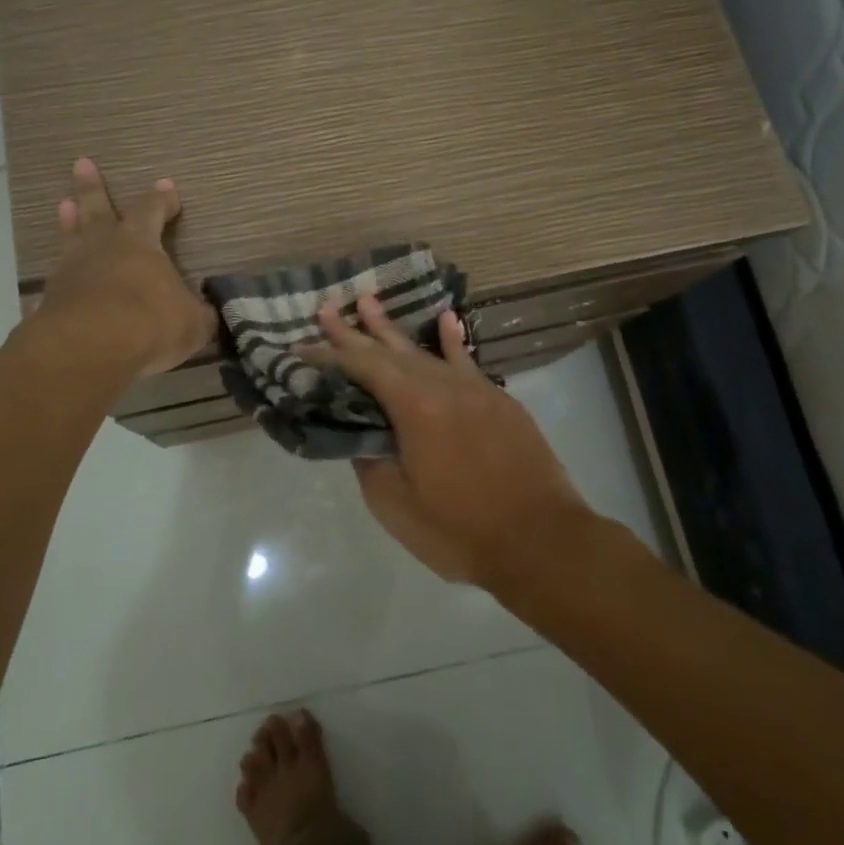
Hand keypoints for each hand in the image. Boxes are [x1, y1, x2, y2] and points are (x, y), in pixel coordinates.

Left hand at [31, 158, 215, 377]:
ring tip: (64, 204)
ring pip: (71, 238)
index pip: (152, 211)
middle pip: (97, 209)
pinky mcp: (50, 300)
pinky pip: (56, 280)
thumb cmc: (149, 323)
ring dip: (69, 222)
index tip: (167, 188)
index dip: (161, 200)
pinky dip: (59, 277)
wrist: (88, 349)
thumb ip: (199, 315)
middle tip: (82, 163)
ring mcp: (71, 271)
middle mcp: (102, 248)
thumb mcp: (192, 322)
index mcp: (139, 243)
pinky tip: (55, 282)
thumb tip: (207, 314)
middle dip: (92, 187)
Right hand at [307, 295, 588, 585]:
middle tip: (327, 307)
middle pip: (390, 351)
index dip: (330, 355)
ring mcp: (475, 390)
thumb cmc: (460, 530)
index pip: (362, 368)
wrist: (541, 542)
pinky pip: (466, 361)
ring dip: (393, 330)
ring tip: (369, 302)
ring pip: (425, 352)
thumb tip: (361, 434)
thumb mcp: (396, 505)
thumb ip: (370, 461)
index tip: (302, 345)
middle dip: (355, 331)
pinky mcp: (498, 401)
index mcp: (414, 407)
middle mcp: (443, 385)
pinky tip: (445, 318)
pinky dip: (451, 340)